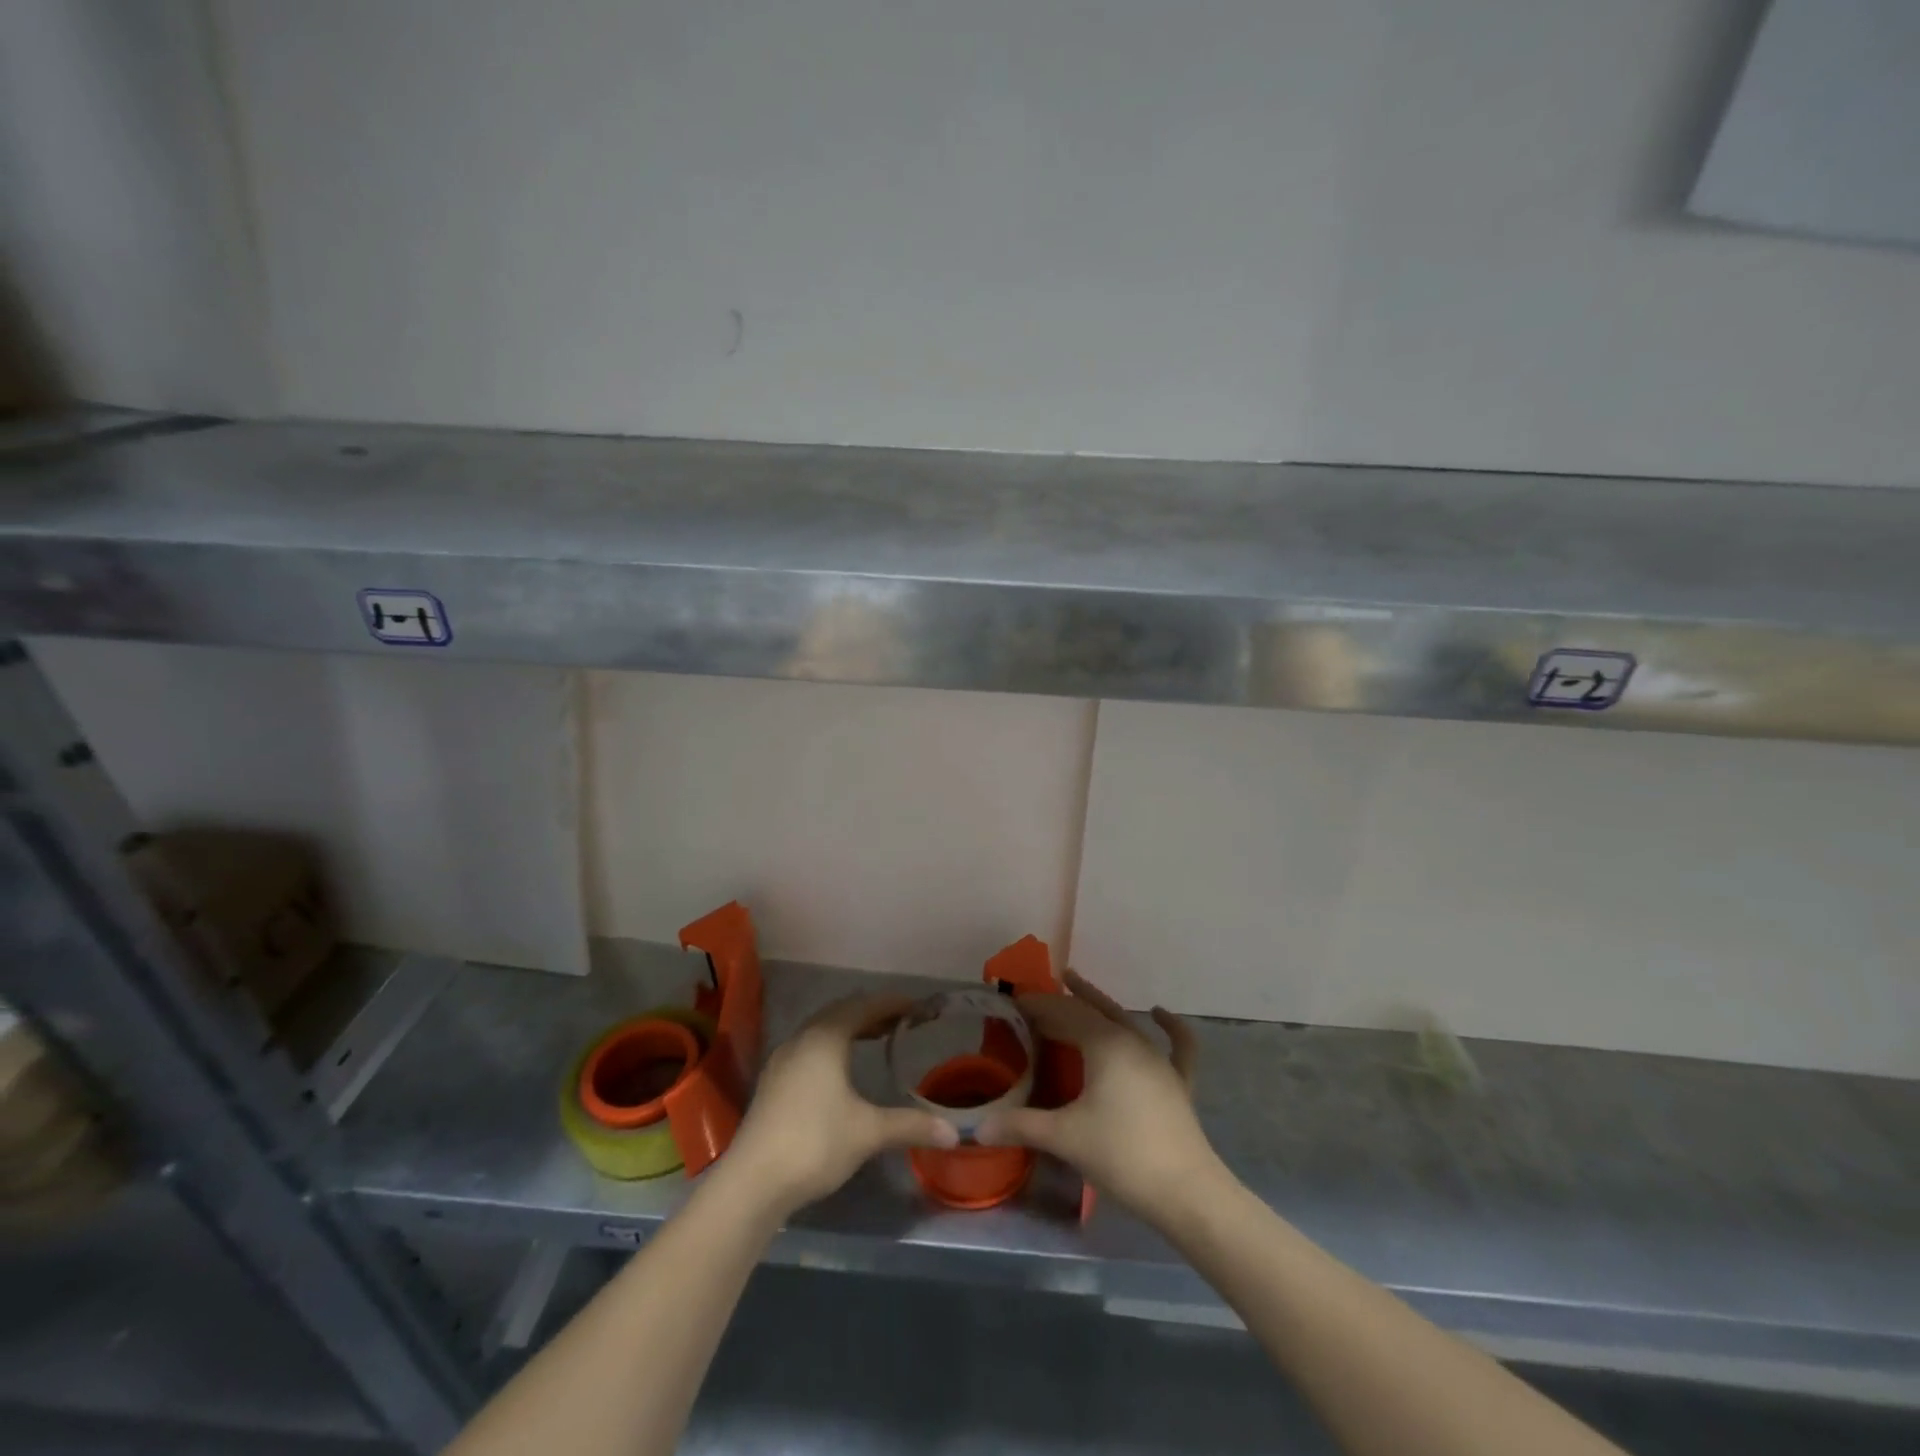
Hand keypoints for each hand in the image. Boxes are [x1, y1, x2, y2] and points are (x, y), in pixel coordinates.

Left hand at [720, 995, 956, 1219]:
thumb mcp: (868, 1132)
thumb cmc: (815, 1143)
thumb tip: (952, 1133)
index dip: (893, 1004)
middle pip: (841, 1012)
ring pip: (822, 1030)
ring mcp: (783, 1060)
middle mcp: (802, 1039)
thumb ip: (910, 1125)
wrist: (752, 1183)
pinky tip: (842, 1070)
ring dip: (850, 1028)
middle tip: (901, 1021)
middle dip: (872, 1013)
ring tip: (876, 1039)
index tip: (918, 1007)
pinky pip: (810, 1048)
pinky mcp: (773, 1083)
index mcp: (825, 1037)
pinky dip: (833, 1046)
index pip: (864, 1006)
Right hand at [977, 971, 1219, 1229]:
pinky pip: (1177, 1046)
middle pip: (1094, 1011)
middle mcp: (1133, 1041)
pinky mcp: (1178, 1083)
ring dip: (1101, 1005)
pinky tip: (1160, 1013)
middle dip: (1065, 1000)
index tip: (1016, 1001)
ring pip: (1127, 1021)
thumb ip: (1021, 1126)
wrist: (1186, 1192)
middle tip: (1039, 995)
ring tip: (1079, 989)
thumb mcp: (1064, 1137)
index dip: (1039, 1005)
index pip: (1065, 1013)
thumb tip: (978, 1127)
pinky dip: (1170, 1026)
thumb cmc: (1121, 1155)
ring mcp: (1160, 1061)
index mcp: (1105, 1044)